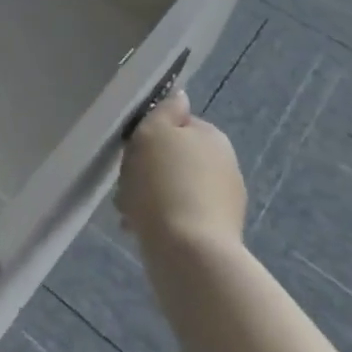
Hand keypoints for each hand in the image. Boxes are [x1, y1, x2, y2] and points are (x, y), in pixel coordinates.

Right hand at [117, 89, 246, 253]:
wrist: (188, 254)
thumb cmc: (163, 183)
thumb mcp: (153, 132)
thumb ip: (164, 110)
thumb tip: (180, 97)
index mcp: (213, 137)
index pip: (176, 125)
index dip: (149, 135)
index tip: (131, 151)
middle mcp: (225, 166)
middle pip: (174, 159)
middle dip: (147, 170)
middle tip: (125, 184)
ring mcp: (225, 203)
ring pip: (174, 189)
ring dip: (150, 197)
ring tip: (128, 212)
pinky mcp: (218, 235)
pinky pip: (180, 217)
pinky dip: (161, 220)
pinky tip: (140, 230)